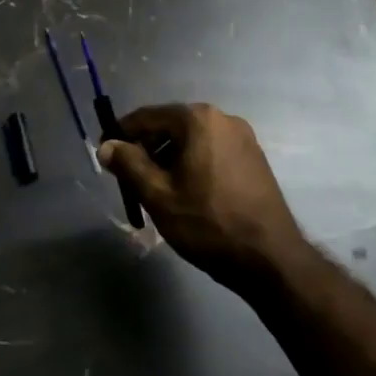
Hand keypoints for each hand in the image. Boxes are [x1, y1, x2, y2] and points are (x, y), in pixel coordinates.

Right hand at [99, 103, 305, 285]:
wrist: (270, 259)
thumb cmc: (208, 223)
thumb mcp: (158, 195)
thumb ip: (128, 165)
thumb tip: (106, 146)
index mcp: (198, 119)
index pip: (147, 116)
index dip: (121, 134)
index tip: (105, 154)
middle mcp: (223, 118)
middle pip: (171, 126)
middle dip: (146, 149)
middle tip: (129, 179)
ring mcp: (243, 138)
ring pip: (192, 141)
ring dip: (169, 159)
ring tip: (156, 191)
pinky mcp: (254, 158)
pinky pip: (212, 152)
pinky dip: (192, 165)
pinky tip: (186, 194)